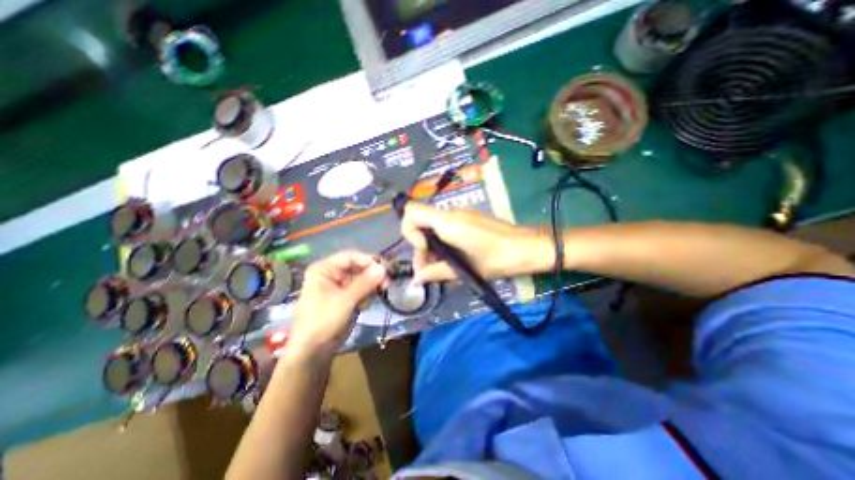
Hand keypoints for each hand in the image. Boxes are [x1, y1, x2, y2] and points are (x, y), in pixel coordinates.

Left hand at [293, 251, 389, 356]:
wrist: (313, 351)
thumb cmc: (323, 321)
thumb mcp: (345, 300)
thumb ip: (365, 283)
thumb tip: (384, 268)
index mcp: (324, 269)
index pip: (351, 256)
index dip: (368, 260)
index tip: (385, 269)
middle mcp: (332, 274)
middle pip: (359, 266)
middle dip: (373, 275)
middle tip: (387, 283)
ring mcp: (340, 286)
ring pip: (363, 278)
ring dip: (372, 286)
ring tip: (375, 297)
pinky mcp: (347, 297)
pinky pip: (362, 289)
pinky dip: (367, 295)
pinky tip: (365, 305)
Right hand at [402, 202, 547, 284]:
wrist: (528, 246)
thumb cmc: (498, 259)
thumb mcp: (465, 269)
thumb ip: (436, 272)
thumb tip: (415, 280)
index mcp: (448, 222)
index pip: (412, 211)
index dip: (410, 231)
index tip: (423, 250)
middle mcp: (451, 213)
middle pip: (421, 220)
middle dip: (419, 244)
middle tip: (428, 268)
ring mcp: (461, 213)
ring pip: (433, 224)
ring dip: (430, 244)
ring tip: (440, 266)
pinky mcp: (468, 218)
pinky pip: (445, 225)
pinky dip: (442, 240)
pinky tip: (452, 256)